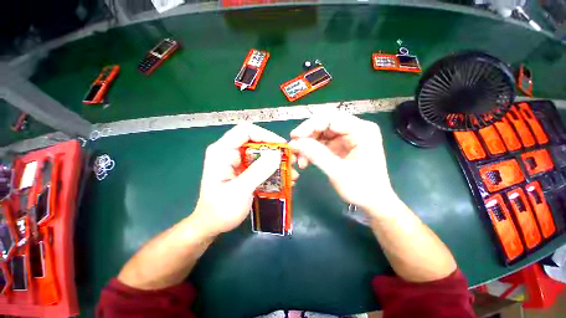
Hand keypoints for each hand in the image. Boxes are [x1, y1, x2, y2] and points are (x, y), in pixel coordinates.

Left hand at [192, 123, 287, 235]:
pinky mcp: (244, 170)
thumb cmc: (220, 210)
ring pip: (260, 153)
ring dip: (276, 162)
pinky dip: (273, 170)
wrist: (212, 225)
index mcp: (222, 151)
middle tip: (290, 160)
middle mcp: (229, 152)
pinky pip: (261, 164)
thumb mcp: (240, 190)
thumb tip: (277, 155)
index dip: (265, 134)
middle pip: (255, 141)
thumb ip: (258, 171)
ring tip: (291, 173)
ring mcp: (237, 161)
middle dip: (275, 150)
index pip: (245, 131)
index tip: (281, 145)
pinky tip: (284, 179)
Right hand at [289, 112, 395, 215]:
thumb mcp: (337, 172)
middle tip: (294, 147)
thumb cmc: (361, 188)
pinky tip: (305, 161)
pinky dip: (311, 150)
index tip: (294, 138)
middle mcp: (355, 129)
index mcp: (361, 130)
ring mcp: (347, 136)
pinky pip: (321, 142)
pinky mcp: (340, 145)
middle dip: (307, 135)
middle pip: (324, 123)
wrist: (373, 201)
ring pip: (320, 133)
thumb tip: (294, 143)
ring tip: (299, 160)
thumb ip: (316, 155)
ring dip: (307, 144)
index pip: (331, 118)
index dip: (309, 126)